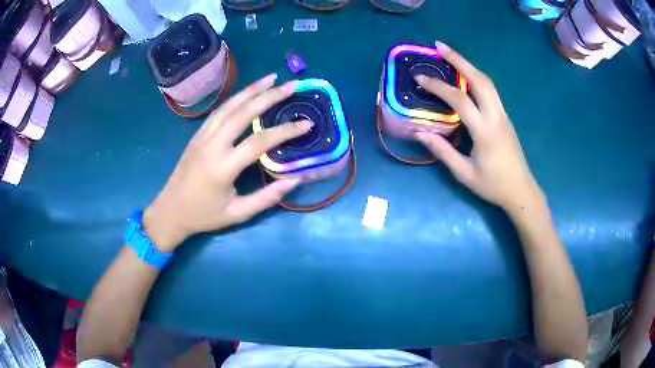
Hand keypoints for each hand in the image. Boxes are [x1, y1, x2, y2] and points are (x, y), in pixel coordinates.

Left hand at [142, 74, 312, 251]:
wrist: (170, 211)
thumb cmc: (204, 216)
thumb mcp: (237, 214)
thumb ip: (266, 198)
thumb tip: (295, 180)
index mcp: (223, 167)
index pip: (259, 141)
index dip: (285, 131)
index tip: (306, 124)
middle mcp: (212, 145)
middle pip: (243, 112)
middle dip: (269, 96)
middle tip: (291, 85)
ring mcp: (202, 137)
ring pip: (228, 106)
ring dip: (251, 90)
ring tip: (271, 78)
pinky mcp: (196, 135)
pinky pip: (218, 111)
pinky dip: (234, 99)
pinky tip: (246, 93)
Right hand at [414, 42, 543, 214]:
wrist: (521, 191)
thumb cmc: (493, 186)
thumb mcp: (464, 174)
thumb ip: (443, 152)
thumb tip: (419, 133)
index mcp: (485, 131)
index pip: (460, 100)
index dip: (438, 86)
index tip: (419, 78)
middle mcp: (496, 117)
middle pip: (480, 79)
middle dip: (459, 59)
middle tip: (439, 46)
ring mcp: (504, 115)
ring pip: (488, 82)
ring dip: (469, 65)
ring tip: (451, 55)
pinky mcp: (505, 118)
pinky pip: (491, 91)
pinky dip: (476, 77)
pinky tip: (466, 77)